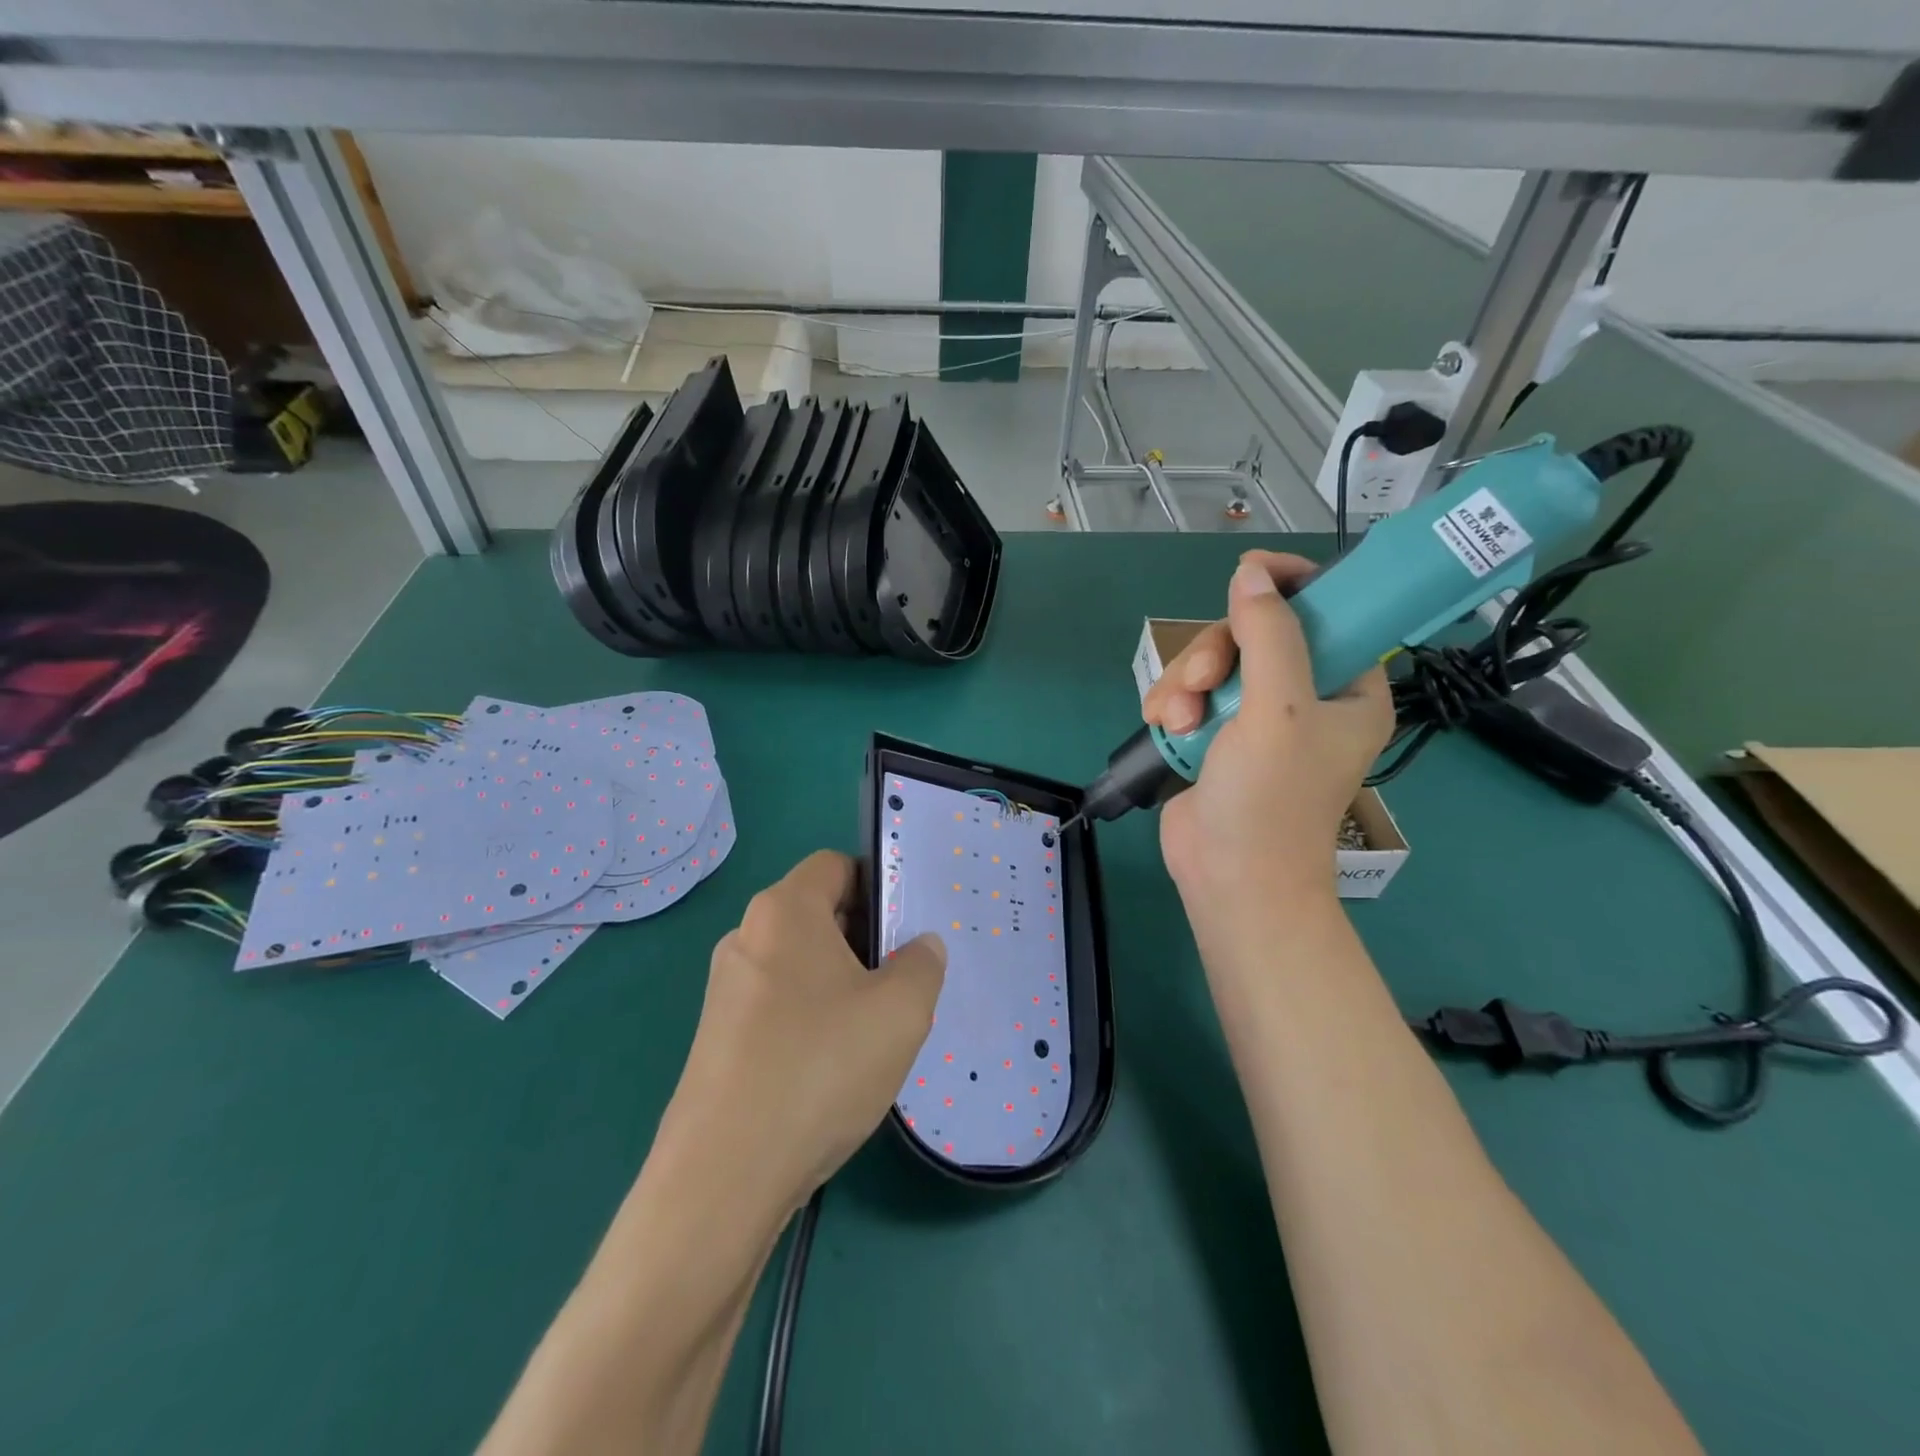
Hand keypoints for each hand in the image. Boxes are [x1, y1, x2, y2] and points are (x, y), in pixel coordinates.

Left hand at [657, 851, 945, 1219]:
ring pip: (800, 963)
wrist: (723, 1176)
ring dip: (841, 983)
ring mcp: (726, 989)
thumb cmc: (819, 1068)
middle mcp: (747, 937)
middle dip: (865, 939)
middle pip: (818, 913)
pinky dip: (811, 1017)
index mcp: (784, 911)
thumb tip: (919, 948)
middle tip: (901, 983)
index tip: (907, 930)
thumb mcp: (901, 1011)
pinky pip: (778, 1004)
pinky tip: (833, 1066)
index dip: (878, 886)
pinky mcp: (718, 1036)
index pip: (835, 866)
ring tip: (873, 1030)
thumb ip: (923, 964)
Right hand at [1144, 551, 1393, 916]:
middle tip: (1202, 683)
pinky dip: (1170, 705)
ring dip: (1185, 684)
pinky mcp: (1214, 736)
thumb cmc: (1271, 798)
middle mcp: (1304, 698)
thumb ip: (1269, 636)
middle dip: (1216, 653)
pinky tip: (1161, 726)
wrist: (1230, 879)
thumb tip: (1250, 576)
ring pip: (1213, 664)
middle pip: (1254, 635)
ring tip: (1176, 721)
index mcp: (1347, 688)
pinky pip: (1189, 693)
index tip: (1249, 574)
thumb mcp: (1278, 710)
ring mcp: (1255, 718)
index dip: (1292, 585)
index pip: (1330, 611)